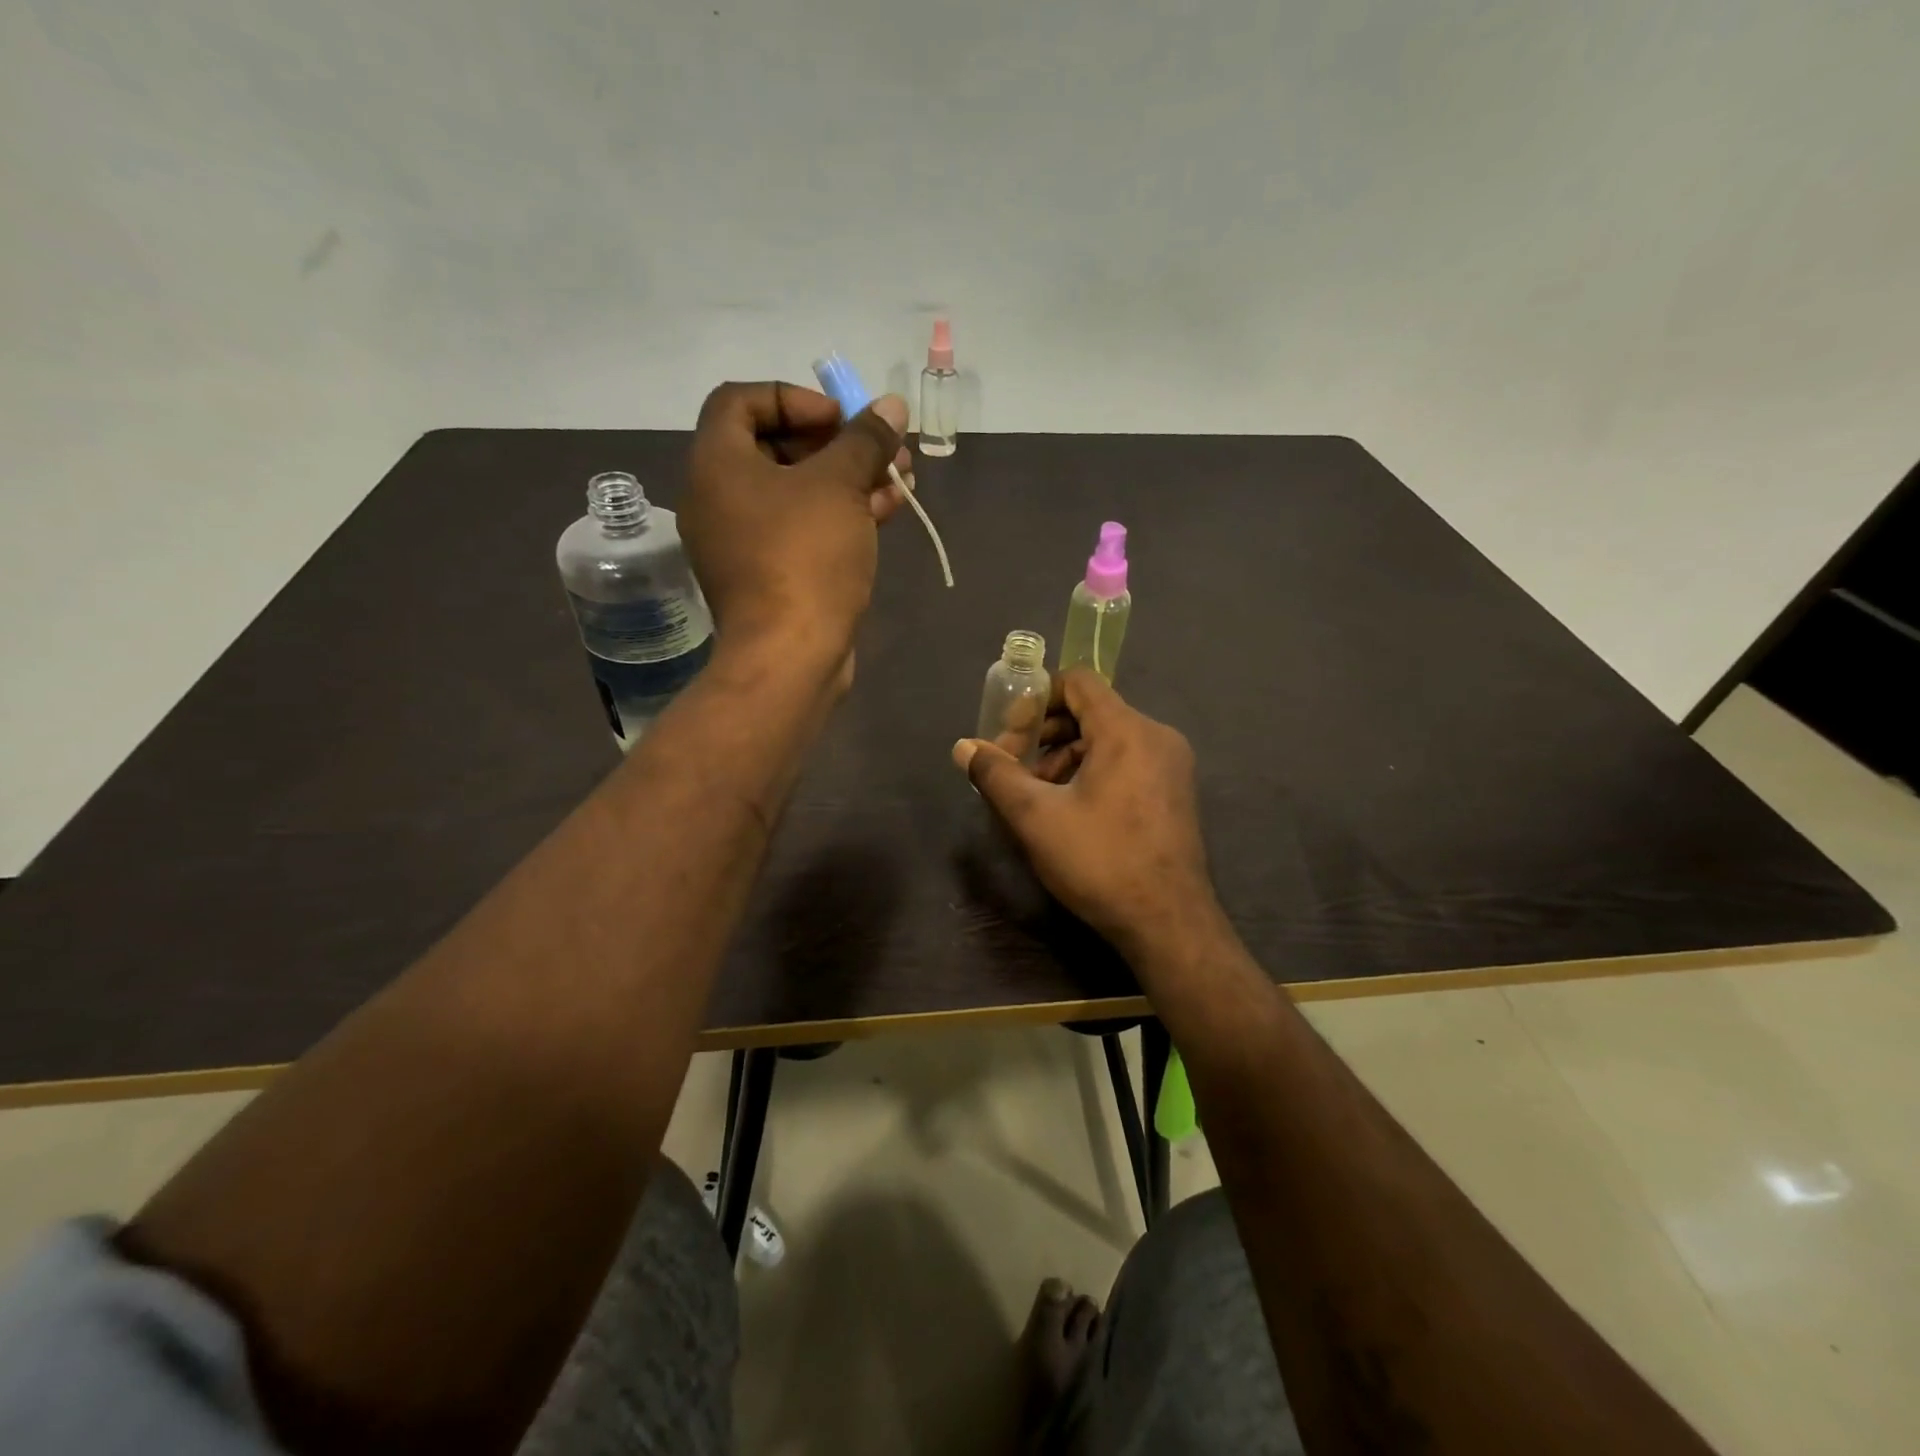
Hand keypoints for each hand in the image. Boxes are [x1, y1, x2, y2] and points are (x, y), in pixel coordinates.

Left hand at [680, 381, 910, 667]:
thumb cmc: (805, 558)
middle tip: (884, 449)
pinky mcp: (768, 576)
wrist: (791, 656)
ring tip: (900, 480)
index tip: (841, 418)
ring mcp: (742, 542)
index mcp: (717, 464)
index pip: (742, 400)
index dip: (795, 398)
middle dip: (837, 444)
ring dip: (848, 480)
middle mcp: (718, 498)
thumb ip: (865, 440)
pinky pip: (801, 530)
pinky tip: (886, 513)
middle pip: (776, 448)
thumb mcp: (840, 486)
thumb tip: (891, 406)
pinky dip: (838, 516)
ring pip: (797, 493)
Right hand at [952, 670, 1220, 959]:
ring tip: (1036, 796)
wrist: (1168, 923)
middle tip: (1014, 770)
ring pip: (1107, 739)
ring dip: (1065, 757)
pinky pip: (1126, 761)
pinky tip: (1069, 810)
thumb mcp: (1036, 817)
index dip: (1036, 698)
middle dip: (1044, 734)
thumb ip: (996, 774)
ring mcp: (1171, 765)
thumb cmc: (1100, 862)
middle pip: (1090, 711)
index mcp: (1127, 730)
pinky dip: (1092, 771)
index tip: (1010, 734)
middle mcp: (1156, 736)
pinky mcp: (1174, 791)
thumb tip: (963, 747)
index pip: (1077, 681)